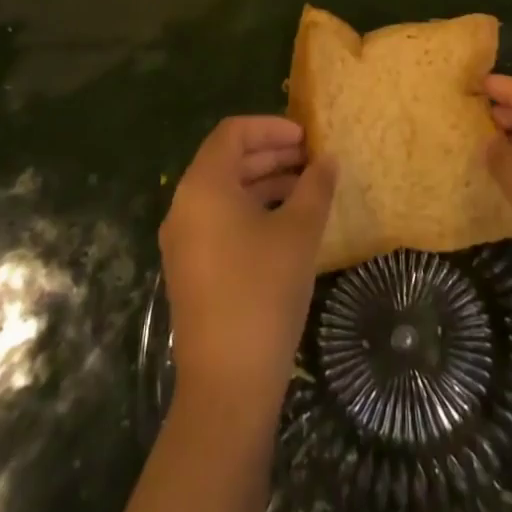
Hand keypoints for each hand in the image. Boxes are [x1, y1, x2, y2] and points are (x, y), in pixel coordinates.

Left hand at [160, 116, 336, 410]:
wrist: (227, 385)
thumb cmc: (263, 292)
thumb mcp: (299, 232)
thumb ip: (316, 187)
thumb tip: (328, 159)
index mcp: (203, 186)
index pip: (233, 132)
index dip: (271, 127)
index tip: (306, 137)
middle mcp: (184, 205)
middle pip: (227, 160)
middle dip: (271, 154)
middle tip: (312, 160)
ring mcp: (184, 240)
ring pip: (225, 192)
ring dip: (265, 183)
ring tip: (307, 190)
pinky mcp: (191, 268)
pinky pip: (220, 220)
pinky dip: (252, 210)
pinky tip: (287, 225)